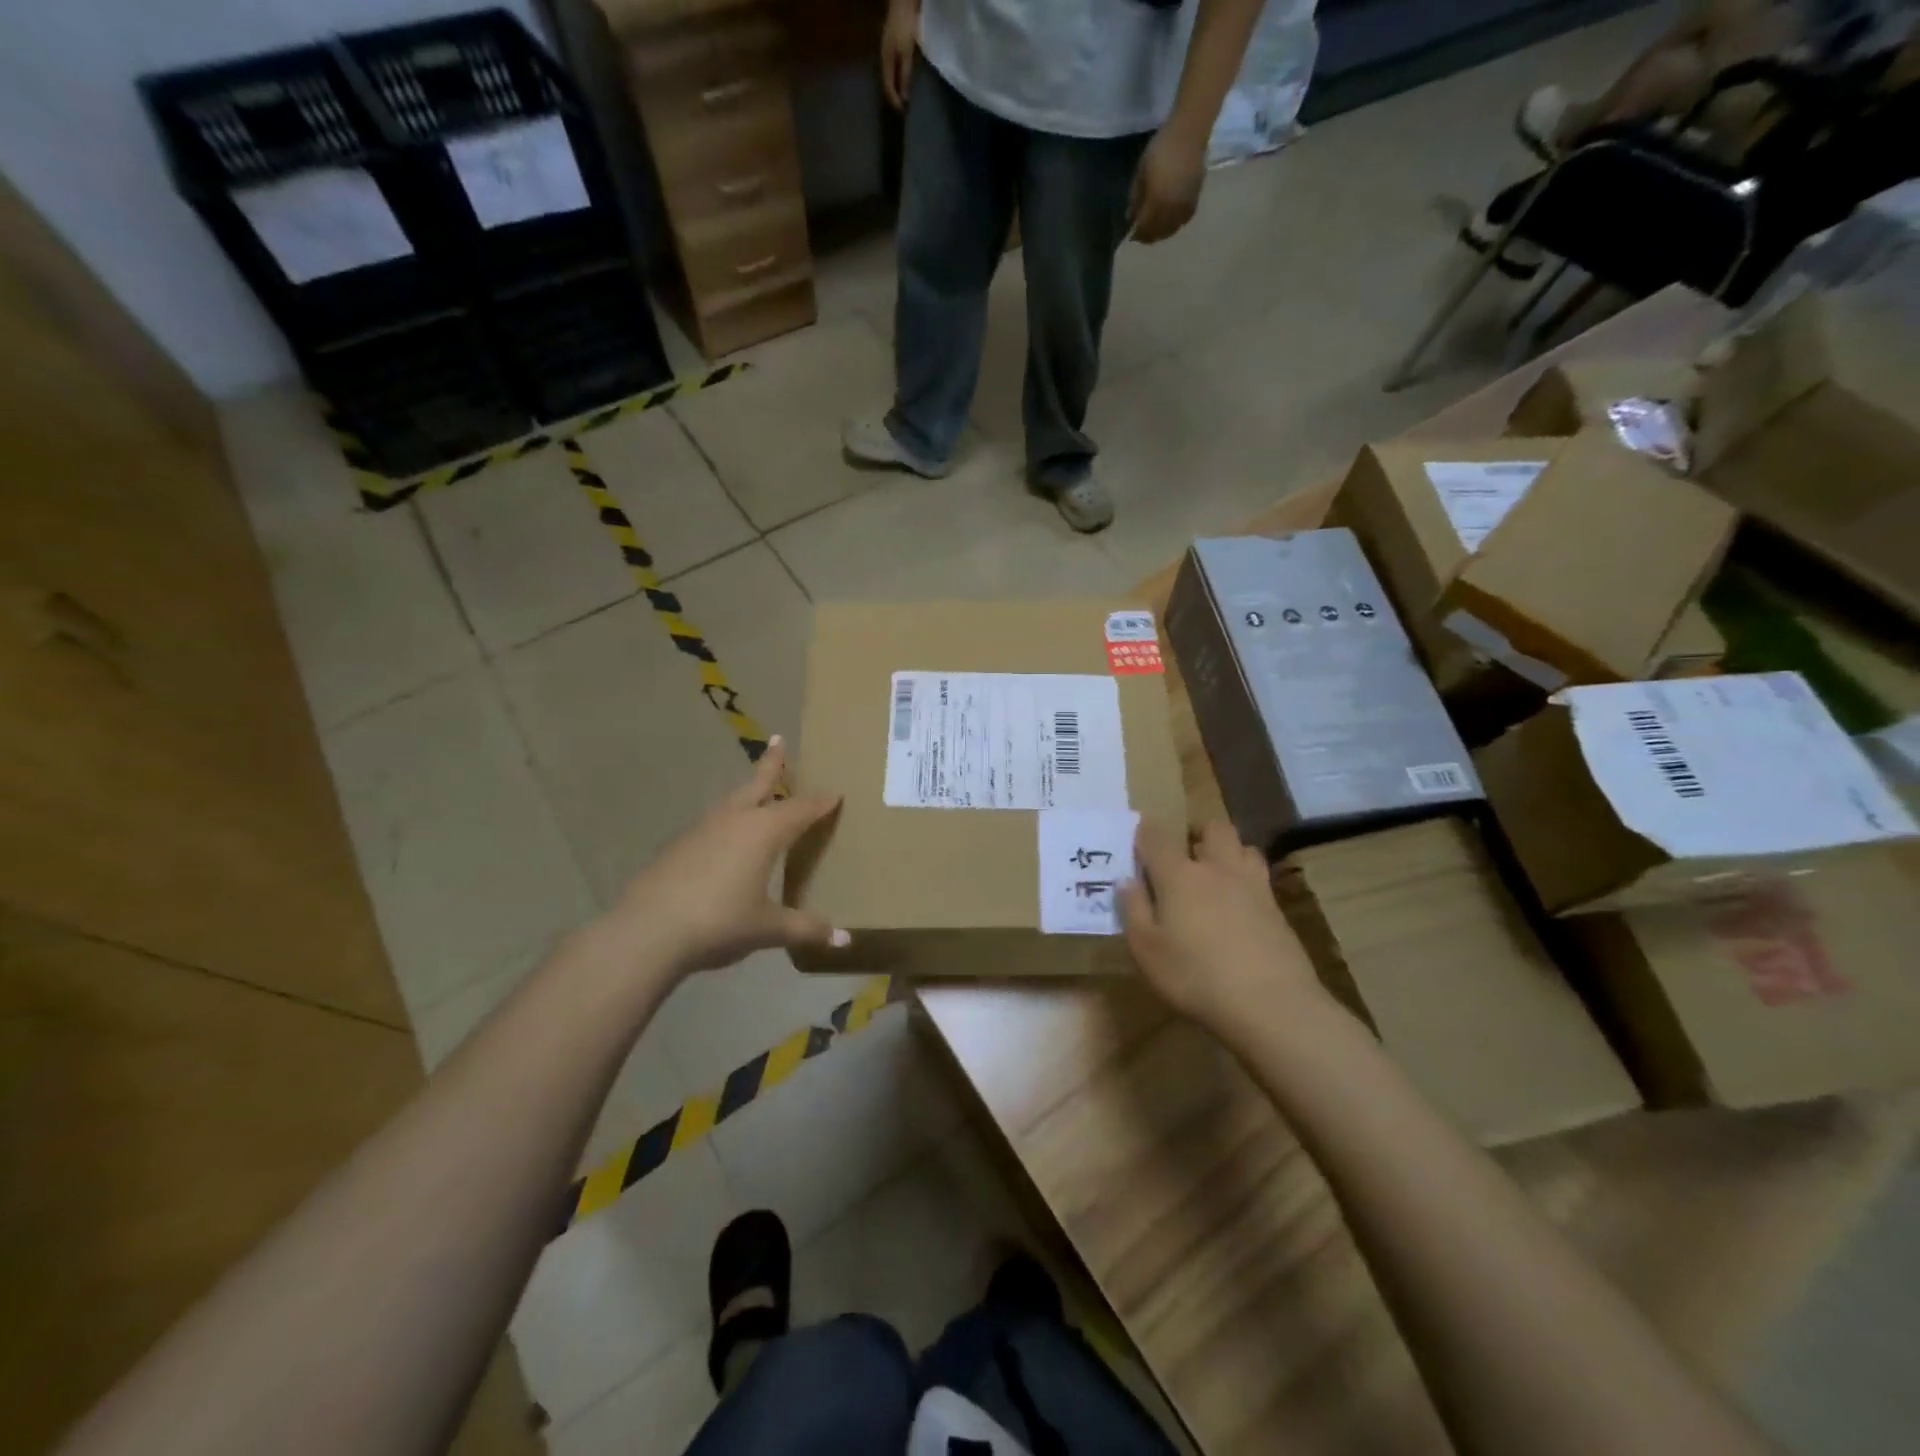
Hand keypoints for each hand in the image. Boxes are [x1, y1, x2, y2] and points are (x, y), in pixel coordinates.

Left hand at [601, 737, 844, 978]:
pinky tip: (723, 839)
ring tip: (755, 790)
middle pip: (758, 784)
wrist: (647, 930)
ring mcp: (701, 829)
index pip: (800, 810)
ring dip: (746, 792)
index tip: (834, 793)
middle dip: (772, 763)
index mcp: (764, 832)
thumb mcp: (769, 929)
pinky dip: (725, 822)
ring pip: (731, 801)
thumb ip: (806, 928)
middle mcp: (734, 820)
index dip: (820, 803)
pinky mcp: (677, 845)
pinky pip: (711, 823)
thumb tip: (844, 940)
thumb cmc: (720, 922)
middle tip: (778, 740)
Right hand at [880, 0, 918, 109]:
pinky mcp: (892, 46)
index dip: (894, 101)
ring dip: (895, 88)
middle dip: (893, 97)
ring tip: (902, 98)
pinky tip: (902, 81)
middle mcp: (883, 57)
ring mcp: (886, 51)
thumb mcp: (906, 52)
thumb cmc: (904, 26)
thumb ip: (905, 75)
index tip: (902, 112)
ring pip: (889, 75)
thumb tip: (904, 98)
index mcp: (885, 60)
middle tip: (901, 109)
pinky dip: (897, 78)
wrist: (902, 1)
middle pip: (886, 82)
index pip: (887, 87)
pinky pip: (893, 68)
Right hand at [1120, 820, 1326, 1032]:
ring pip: (1243, 848)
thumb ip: (1134, 910)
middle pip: (1213, 828)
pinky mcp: (1277, 908)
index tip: (1138, 839)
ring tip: (1216, 878)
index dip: (1145, 831)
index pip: (1157, 836)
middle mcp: (1217, 869)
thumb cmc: (1195, 976)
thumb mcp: (1147, 950)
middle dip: (1198, 834)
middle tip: (1185, 857)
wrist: (1271, 1004)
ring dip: (1228, 853)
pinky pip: (1260, 878)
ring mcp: (1253, 886)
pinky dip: (1247, 882)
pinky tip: (1239, 908)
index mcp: (1179, 875)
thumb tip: (1127, 881)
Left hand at [1127, 127, 1205, 243]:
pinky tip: (1170, 220)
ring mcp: (1184, 206)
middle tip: (1142, 234)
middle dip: (1149, 236)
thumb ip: (1135, 199)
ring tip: (1155, 229)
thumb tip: (1131, 217)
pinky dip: (1175, 224)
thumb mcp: (1140, 174)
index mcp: (1156, 203)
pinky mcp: (1195, 199)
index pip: (1145, 229)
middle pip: (1158, 233)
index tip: (1131, 235)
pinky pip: (1183, 220)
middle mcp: (1171, 210)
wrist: (1189, 133)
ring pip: (1171, 229)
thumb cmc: (1160, 150)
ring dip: (1162, 232)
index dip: (1137, 234)